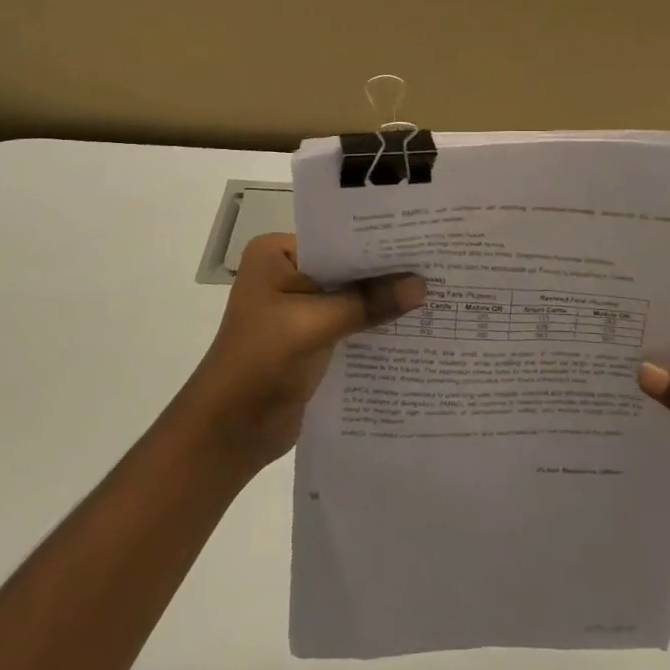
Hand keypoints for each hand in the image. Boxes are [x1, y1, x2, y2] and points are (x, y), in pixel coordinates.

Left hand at [172, 234, 425, 477]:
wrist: (230, 433)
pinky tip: (416, 325)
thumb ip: (368, 303)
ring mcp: (301, 308)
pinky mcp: (313, 339)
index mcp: (276, 254)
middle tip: (439, 263)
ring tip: (438, 291)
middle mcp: (288, 273)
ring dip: (384, 300)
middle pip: (348, 267)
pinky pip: (352, 323)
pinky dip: (376, 325)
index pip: (337, 237)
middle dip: (387, 271)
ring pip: (353, 296)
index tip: (424, 237)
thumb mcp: (315, 325)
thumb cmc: (261, 363)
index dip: (378, 241)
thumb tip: (422, 285)